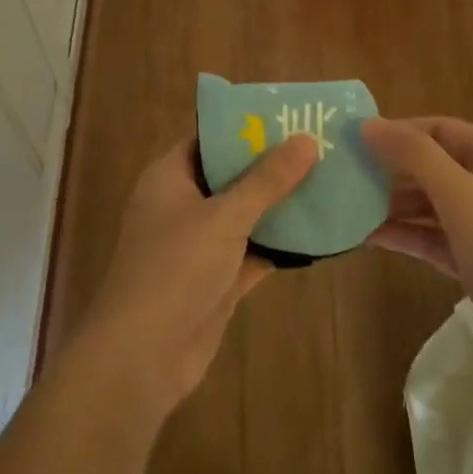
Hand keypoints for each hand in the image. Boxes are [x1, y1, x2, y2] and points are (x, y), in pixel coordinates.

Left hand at [77, 134, 317, 412]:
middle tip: (321, 146)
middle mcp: (183, 205)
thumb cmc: (175, 269)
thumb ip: (267, 180)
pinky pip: (253, 251)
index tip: (290, 117)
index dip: (246, 127)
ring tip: (329, 181)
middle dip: (272, 165)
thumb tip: (306, 139)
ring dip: (280, 205)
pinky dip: (280, 244)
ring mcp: (199, 245)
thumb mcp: (224, 216)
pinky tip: (320, 232)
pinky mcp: (217, 280)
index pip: (209, 139)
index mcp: (170, 177)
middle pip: (232, 176)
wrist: (143, 356)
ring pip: (246, 215)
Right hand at [359, 117, 472, 387]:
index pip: (437, 129)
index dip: (396, 131)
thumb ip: (415, 156)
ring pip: (430, 202)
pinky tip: (367, 237)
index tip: (353, 140)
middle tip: (343, 174)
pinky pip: (432, 236)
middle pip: (432, 164)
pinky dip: (405, 234)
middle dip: (390, 168)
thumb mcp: (460, 196)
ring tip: (347, 205)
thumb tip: (369, 124)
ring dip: (392, 203)